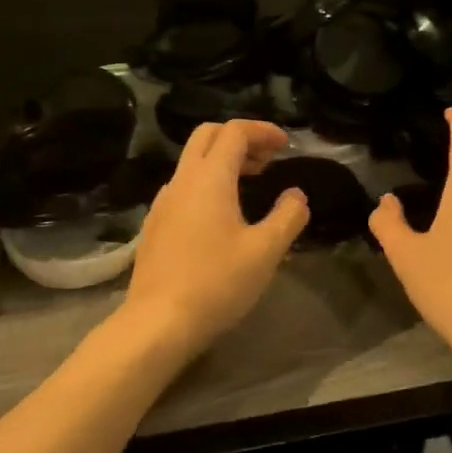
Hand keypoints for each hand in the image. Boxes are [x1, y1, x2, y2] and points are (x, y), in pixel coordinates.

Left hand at [122, 120, 309, 357]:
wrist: (158, 322)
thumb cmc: (217, 282)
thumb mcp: (266, 251)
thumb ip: (287, 216)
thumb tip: (296, 195)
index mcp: (209, 178)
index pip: (234, 132)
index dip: (262, 130)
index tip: (286, 144)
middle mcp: (181, 181)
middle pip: (207, 136)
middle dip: (240, 138)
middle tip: (268, 159)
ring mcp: (163, 202)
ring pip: (192, 162)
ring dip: (222, 161)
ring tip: (251, 184)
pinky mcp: (155, 225)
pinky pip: (183, 187)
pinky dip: (207, 183)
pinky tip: (222, 214)